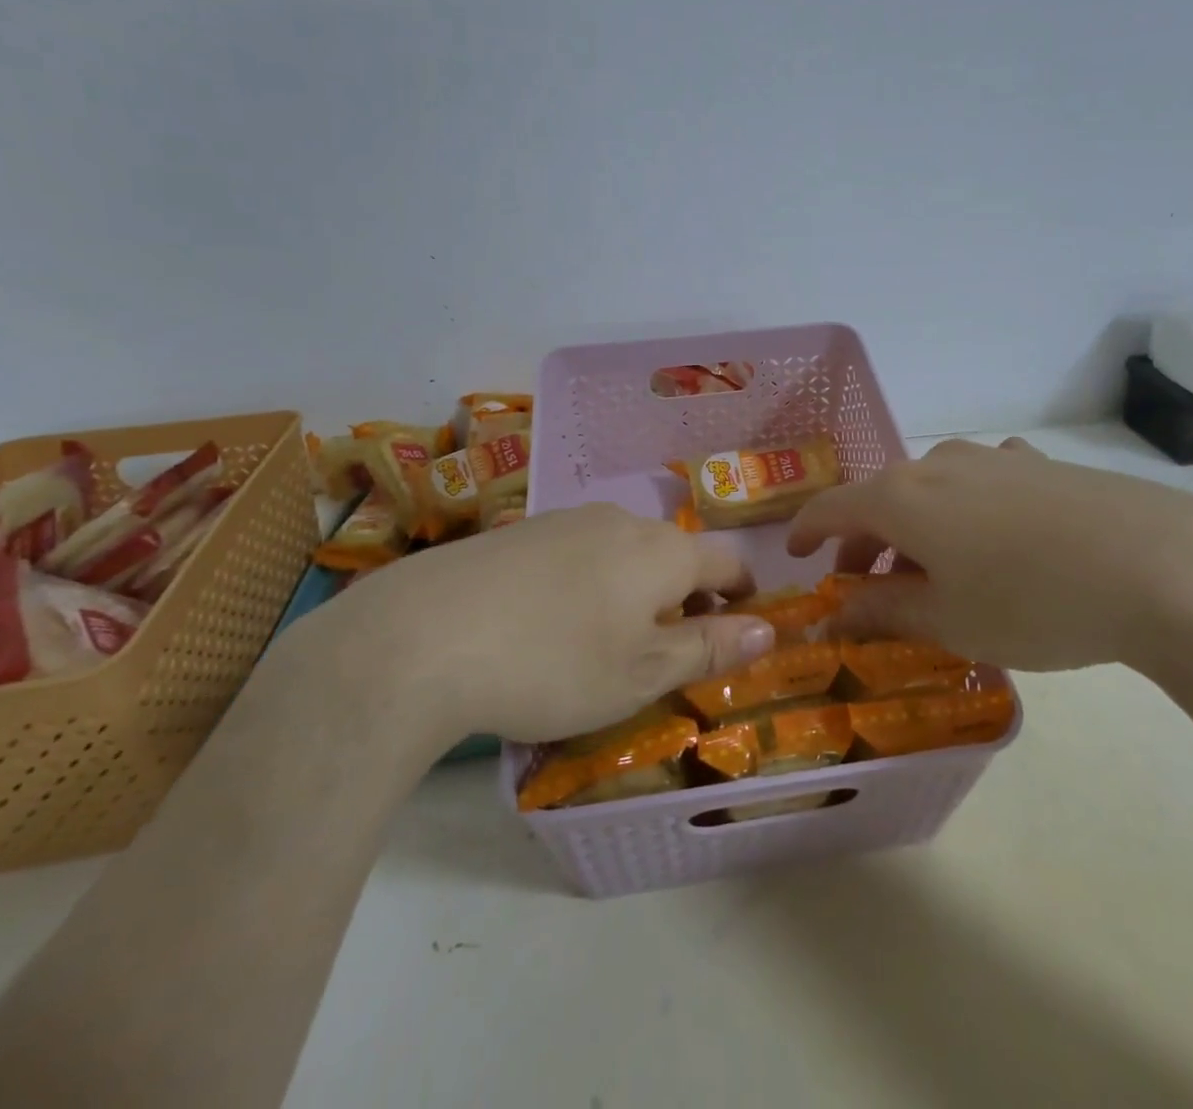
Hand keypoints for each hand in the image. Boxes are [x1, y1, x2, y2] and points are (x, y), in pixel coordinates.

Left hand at [272, 504, 774, 753]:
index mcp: (663, 550)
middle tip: (668, 653)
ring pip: (625, 552)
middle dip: (686, 598)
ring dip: (636, 591)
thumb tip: (770, 627)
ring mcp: (566, 520)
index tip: (737, 631)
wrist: (422, 637)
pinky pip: (578, 553)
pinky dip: (590, 584)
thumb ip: (709, 647)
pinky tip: (551, 624)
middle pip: (675, 554)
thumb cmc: (553, 663)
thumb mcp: (642, 672)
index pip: (727, 561)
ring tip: (608, 643)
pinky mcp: (519, 532)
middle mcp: (621, 521)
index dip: (743, 595)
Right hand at [787, 437, 1192, 673]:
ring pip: (931, 491)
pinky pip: (983, 483)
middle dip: (865, 544)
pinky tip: (995, 536)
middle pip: (880, 499)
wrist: (1158, 565)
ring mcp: (993, 458)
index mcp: (901, 497)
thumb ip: (882, 613)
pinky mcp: (1040, 465)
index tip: (796, 559)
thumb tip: (834, 616)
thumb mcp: (947, 620)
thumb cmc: (1031, 601)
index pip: (830, 507)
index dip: (805, 533)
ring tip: (935, 574)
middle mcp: (937, 465)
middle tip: (868, 591)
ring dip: (916, 530)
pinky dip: (968, 512)